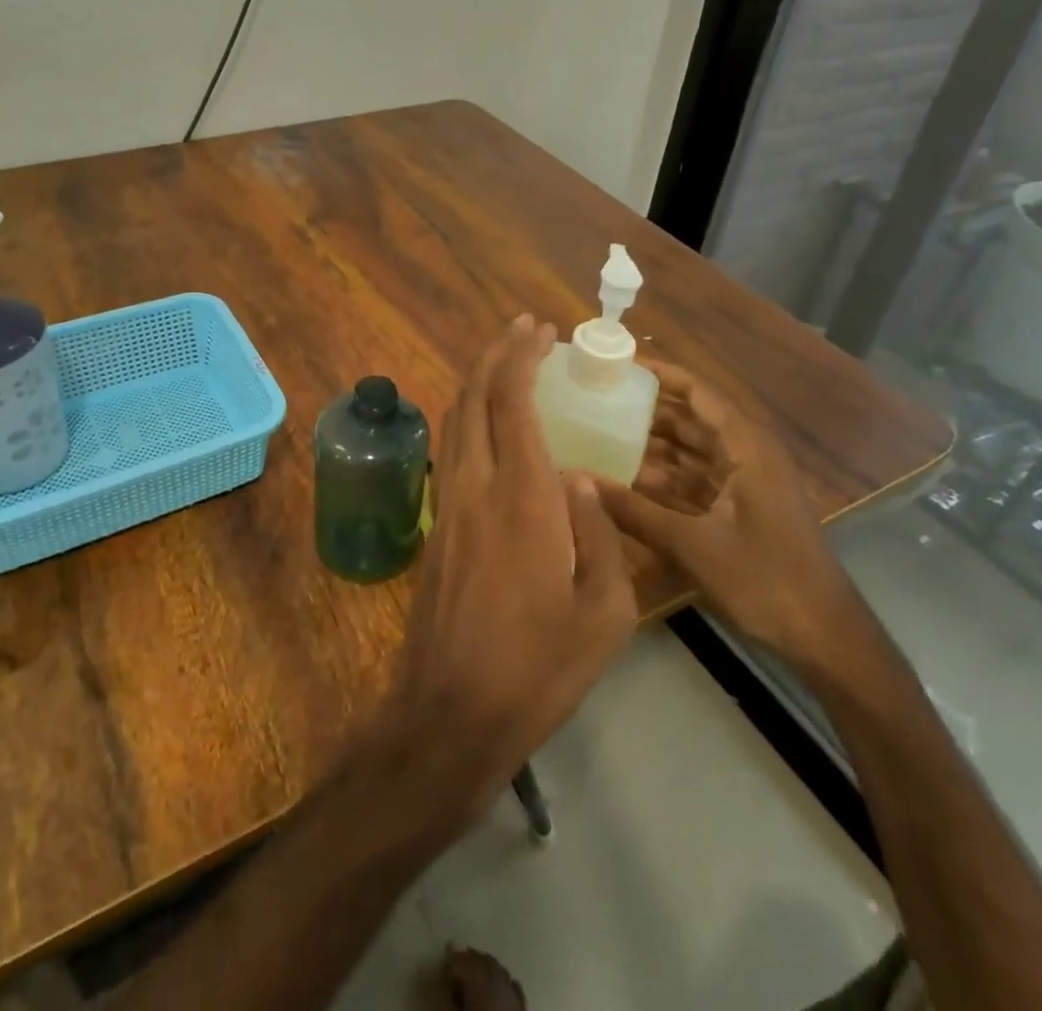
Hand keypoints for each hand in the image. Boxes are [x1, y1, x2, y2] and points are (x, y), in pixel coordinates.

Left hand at [371, 316, 637, 818]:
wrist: (451, 711)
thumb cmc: (539, 668)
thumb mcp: (606, 613)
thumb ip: (601, 535)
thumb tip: (579, 479)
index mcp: (523, 498)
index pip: (513, 402)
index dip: (522, 357)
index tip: (540, 331)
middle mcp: (476, 485)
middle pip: (474, 396)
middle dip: (496, 354)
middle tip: (523, 330)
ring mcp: (447, 503)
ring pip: (454, 419)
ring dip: (477, 380)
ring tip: (505, 362)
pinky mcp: (435, 524)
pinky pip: (449, 448)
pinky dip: (467, 416)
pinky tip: (486, 423)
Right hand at [594, 360, 861, 674]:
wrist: (825, 638)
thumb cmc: (765, 580)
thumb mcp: (692, 544)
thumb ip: (633, 511)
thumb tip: (575, 480)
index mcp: (747, 447)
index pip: (699, 392)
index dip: (660, 374)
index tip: (618, 364)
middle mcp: (748, 455)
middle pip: (692, 418)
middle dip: (648, 408)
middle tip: (598, 400)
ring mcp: (747, 483)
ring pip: (693, 450)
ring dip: (654, 444)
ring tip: (603, 433)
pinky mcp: (742, 509)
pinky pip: (697, 478)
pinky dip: (666, 476)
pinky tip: (628, 479)